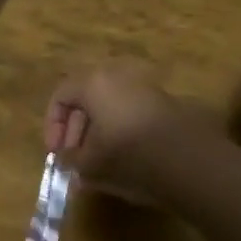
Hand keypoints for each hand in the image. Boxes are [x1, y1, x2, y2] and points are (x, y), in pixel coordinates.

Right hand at [44, 62, 211, 206]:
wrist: (188, 160)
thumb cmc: (128, 155)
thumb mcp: (90, 164)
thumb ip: (71, 160)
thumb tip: (68, 159)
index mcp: (93, 83)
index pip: (61, 96)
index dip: (53, 126)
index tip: (57, 153)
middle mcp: (116, 76)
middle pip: (86, 98)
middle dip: (76, 130)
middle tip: (76, 160)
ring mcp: (143, 87)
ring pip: (110, 106)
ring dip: (99, 132)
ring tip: (99, 165)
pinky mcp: (163, 102)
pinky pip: (130, 113)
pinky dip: (121, 132)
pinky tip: (125, 161)